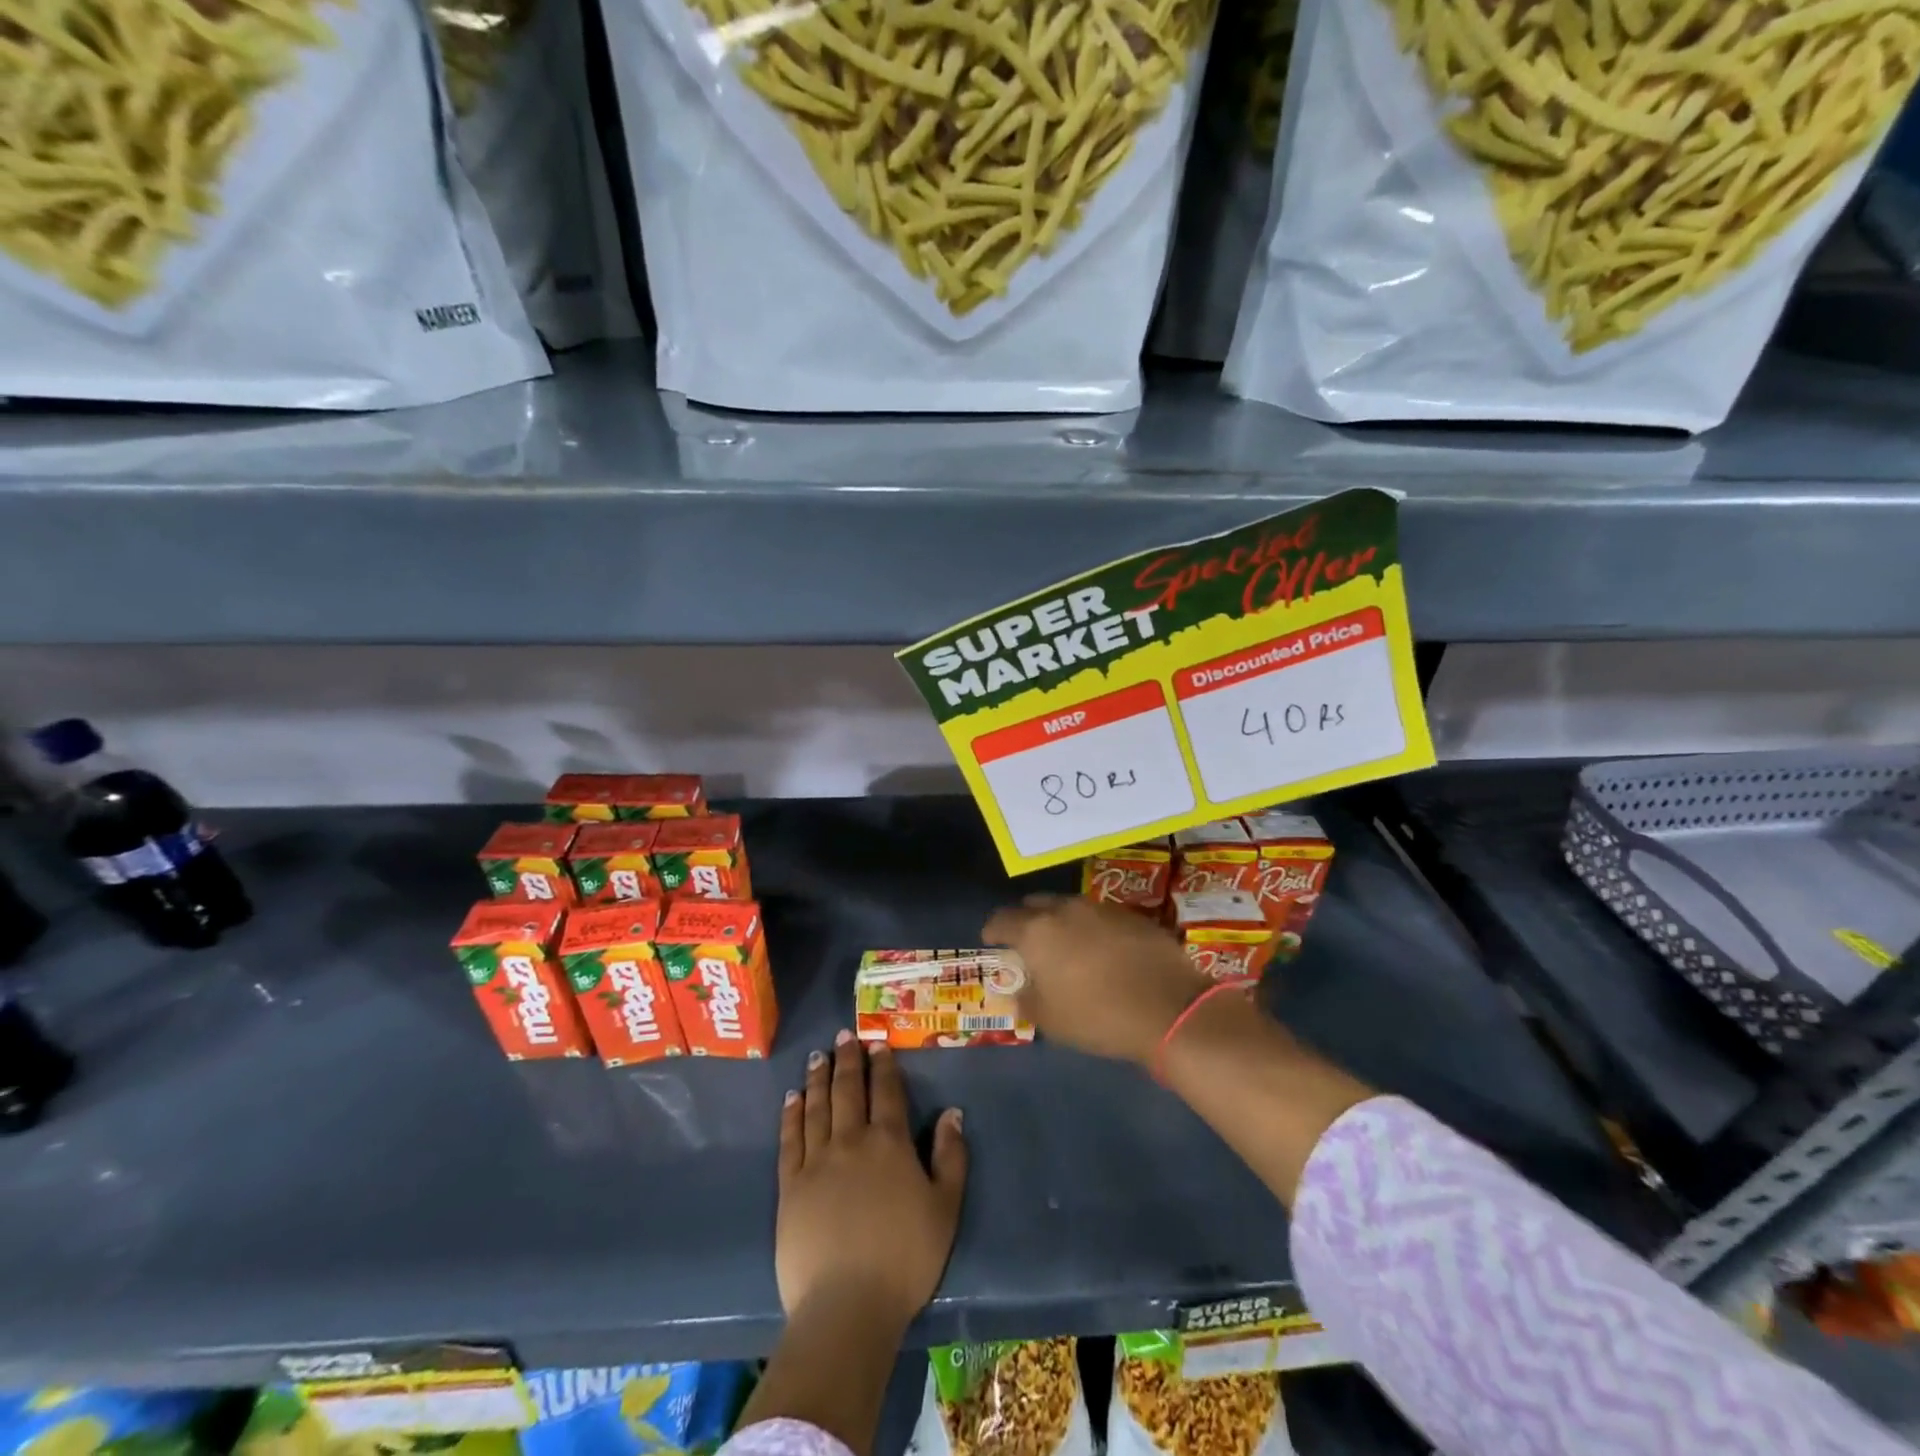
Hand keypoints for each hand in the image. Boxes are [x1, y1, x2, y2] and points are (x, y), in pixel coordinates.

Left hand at [776, 1031, 967, 1330]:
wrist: (846, 1306)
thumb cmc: (905, 1258)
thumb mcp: (945, 1208)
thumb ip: (951, 1157)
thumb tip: (952, 1112)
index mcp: (889, 1142)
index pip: (886, 1091)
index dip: (882, 1065)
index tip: (876, 1044)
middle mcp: (851, 1140)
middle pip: (847, 1090)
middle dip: (847, 1060)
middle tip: (843, 1035)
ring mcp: (816, 1160)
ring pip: (817, 1106)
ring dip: (818, 1077)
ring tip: (818, 1055)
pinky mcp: (790, 1185)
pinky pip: (790, 1138)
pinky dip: (791, 1113)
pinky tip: (792, 1098)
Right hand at [983, 894, 1211, 1065]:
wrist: (1169, 1007)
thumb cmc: (1098, 1016)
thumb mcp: (1051, 1021)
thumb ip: (1027, 1001)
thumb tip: (1019, 992)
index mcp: (1036, 931)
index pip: (1001, 920)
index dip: (992, 931)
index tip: (991, 941)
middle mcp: (1064, 910)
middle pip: (1034, 904)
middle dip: (1026, 919)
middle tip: (1028, 942)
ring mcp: (1100, 908)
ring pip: (1068, 906)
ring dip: (1060, 921)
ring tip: (1065, 945)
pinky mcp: (1131, 914)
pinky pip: (1098, 915)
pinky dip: (1090, 927)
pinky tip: (1101, 949)